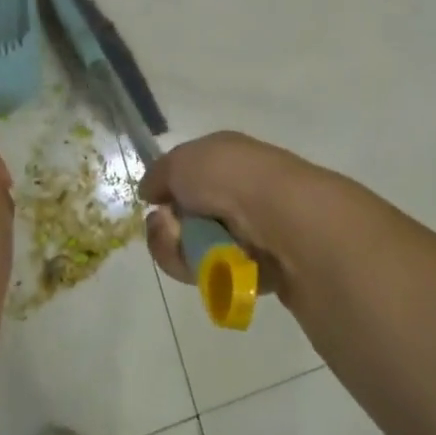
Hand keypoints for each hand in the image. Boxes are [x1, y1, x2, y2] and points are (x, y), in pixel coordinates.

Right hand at [140, 131, 334, 305]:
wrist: (284, 220)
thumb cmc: (230, 178)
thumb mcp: (181, 161)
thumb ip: (160, 174)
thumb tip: (151, 191)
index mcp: (226, 158)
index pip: (186, 177)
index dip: (166, 192)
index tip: (154, 203)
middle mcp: (239, 190)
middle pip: (185, 220)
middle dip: (168, 231)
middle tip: (169, 230)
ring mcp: (251, 230)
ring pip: (196, 251)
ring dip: (182, 253)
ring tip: (196, 250)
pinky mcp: (260, 267)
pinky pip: (218, 276)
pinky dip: (210, 273)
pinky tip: (220, 266)